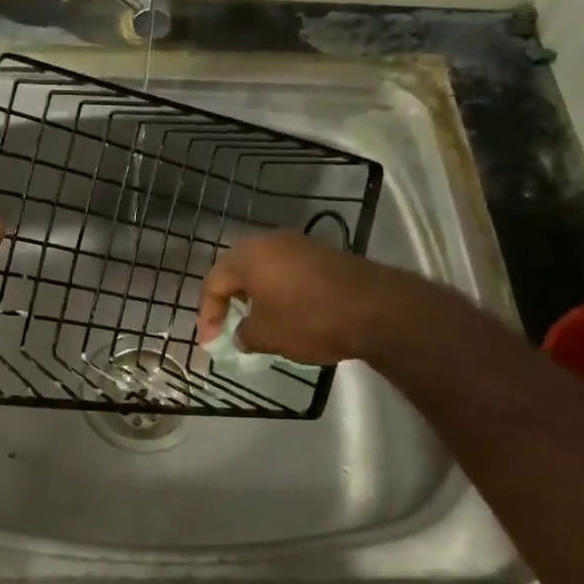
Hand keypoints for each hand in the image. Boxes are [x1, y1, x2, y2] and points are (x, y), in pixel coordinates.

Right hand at [197, 232, 395, 365]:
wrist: (375, 309)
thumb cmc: (309, 320)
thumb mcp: (267, 336)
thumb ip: (244, 334)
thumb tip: (241, 334)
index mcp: (247, 256)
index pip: (214, 282)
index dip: (208, 314)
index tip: (210, 342)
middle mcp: (270, 241)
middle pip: (237, 269)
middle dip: (230, 299)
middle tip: (227, 325)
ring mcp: (300, 244)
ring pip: (265, 268)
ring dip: (256, 294)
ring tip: (256, 321)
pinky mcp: (324, 254)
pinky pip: (289, 271)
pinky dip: (280, 291)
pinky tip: (287, 312)